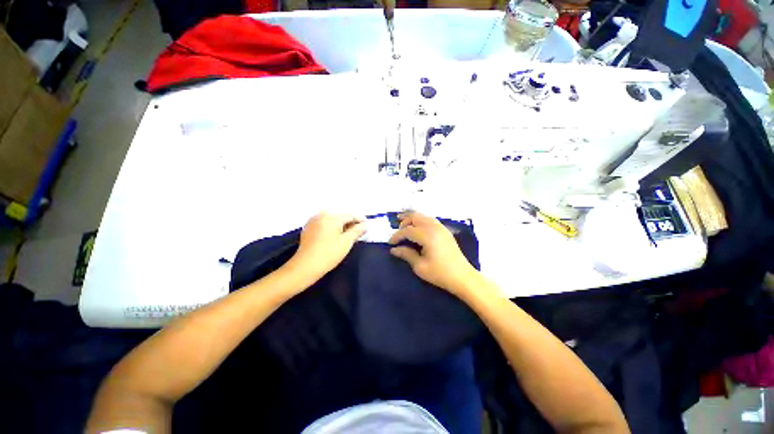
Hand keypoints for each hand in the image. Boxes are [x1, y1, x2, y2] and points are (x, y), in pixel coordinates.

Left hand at [287, 213, 366, 281]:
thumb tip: (366, 224)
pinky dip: (332, 228)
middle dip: (351, 224)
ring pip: (332, 221)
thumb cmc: (329, 254)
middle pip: (341, 217)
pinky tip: (336, 237)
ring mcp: (313, 221)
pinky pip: (324, 224)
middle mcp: (321, 215)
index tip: (368, 227)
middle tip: (359, 233)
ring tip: (348, 236)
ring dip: (342, 226)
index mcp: (331, 217)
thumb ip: (358, 230)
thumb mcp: (346, 242)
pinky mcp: (308, 229)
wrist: (305, 267)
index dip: (360, 220)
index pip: (350, 215)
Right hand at [389, 211, 479, 295]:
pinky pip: (430, 220)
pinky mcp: (445, 231)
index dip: (397, 236)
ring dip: (413, 218)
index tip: (390, 243)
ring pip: (423, 216)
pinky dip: (421, 220)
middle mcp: (434, 227)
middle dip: (404, 221)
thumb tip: (394, 249)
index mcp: (427, 235)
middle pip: (416, 217)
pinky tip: (418, 227)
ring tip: (405, 224)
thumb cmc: (440, 273)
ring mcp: (441, 228)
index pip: (408, 230)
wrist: (463, 277)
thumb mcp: (420, 266)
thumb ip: (406, 254)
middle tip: (397, 229)